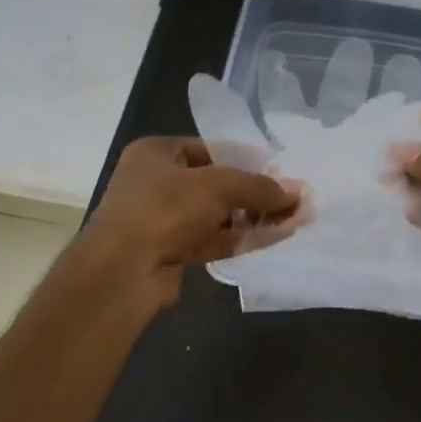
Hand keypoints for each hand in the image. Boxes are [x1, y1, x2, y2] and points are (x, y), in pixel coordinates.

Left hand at [79, 138, 303, 307]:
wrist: (123, 272)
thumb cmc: (164, 209)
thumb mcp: (217, 186)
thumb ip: (259, 187)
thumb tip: (297, 193)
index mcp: (157, 153)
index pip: (212, 149)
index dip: (249, 160)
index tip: (282, 172)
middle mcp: (157, 182)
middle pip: (217, 183)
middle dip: (257, 193)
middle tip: (295, 199)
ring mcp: (163, 220)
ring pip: (218, 214)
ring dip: (254, 217)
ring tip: (295, 219)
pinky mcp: (172, 251)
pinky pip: (215, 239)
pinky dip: (243, 238)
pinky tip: (276, 237)